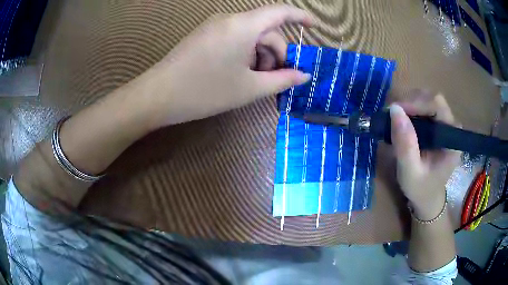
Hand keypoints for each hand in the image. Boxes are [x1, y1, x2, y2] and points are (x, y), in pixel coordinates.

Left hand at [143, 5, 312, 127]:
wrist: (158, 95)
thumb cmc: (205, 91)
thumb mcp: (249, 88)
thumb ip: (281, 80)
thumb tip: (304, 76)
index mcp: (243, 25)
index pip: (280, 12)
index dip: (300, 16)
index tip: (314, 26)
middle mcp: (229, 19)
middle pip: (265, 29)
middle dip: (276, 52)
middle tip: (274, 79)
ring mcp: (214, 25)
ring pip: (249, 35)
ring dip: (260, 55)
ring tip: (254, 80)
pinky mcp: (204, 34)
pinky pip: (234, 37)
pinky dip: (244, 52)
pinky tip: (239, 72)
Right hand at [390, 92, 460, 219]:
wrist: (427, 197)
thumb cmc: (421, 189)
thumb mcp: (410, 172)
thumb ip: (405, 144)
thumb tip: (394, 110)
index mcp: (452, 139)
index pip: (437, 105)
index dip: (416, 102)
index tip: (394, 110)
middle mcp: (452, 126)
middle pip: (432, 98)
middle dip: (411, 102)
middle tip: (392, 114)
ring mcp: (446, 123)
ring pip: (427, 99)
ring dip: (409, 104)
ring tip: (395, 118)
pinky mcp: (439, 124)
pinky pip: (424, 107)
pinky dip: (411, 109)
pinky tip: (402, 120)